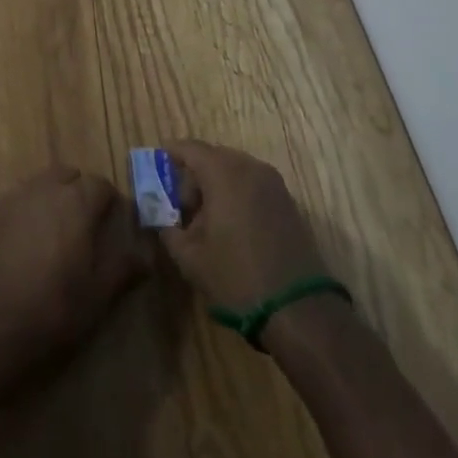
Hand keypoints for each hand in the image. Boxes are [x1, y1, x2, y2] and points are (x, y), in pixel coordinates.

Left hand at [0, 166, 151, 375]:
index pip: (100, 184)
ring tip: (52, 236)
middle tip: (82, 226)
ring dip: (50, 200)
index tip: (111, 223)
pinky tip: (21, 246)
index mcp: (76, 202)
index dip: (109, 202)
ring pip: (38, 186)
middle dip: (78, 192)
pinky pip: (13, 203)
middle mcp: (44, 189)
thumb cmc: (55, 307)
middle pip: (67, 175)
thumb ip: (124, 267)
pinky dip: (23, 215)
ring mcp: (12, 198)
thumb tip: (146, 254)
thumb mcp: (99, 294)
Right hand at [158, 141, 330, 307]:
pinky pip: (253, 184)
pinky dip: (237, 193)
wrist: (299, 309)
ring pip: (235, 170)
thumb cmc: (237, 277)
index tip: (158, 168)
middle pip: (213, 157)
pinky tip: (231, 226)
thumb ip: (168, 229)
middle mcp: (250, 167)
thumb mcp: (190, 257)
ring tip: (206, 220)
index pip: (190, 148)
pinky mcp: (288, 202)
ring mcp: (273, 183)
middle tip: (181, 205)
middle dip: (194, 174)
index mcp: (223, 172)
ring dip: (216, 185)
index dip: (171, 155)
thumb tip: (161, 217)